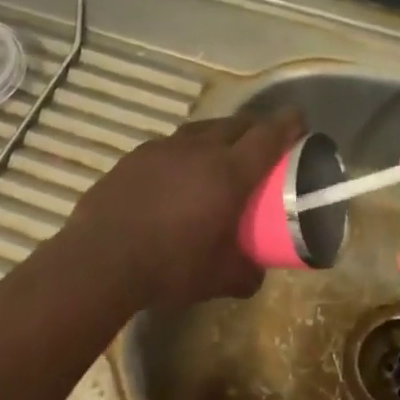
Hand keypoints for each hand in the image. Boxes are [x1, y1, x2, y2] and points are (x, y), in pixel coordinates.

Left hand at [64, 110, 302, 310]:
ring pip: (201, 130)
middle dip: (255, 128)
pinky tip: (178, 173)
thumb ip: (245, 273)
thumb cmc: (169, 267)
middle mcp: (198, 150)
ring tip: (222, 153)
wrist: (100, 260)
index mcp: (228, 173)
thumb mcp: (218, 278)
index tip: (300, 121)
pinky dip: (185, 152)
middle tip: (263, 142)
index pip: (268, 136)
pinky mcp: (134, 157)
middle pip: (236, 124)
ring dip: (219, 135)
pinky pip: (171, 145)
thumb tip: (256, 273)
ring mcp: (162, 149)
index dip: (288, 124)